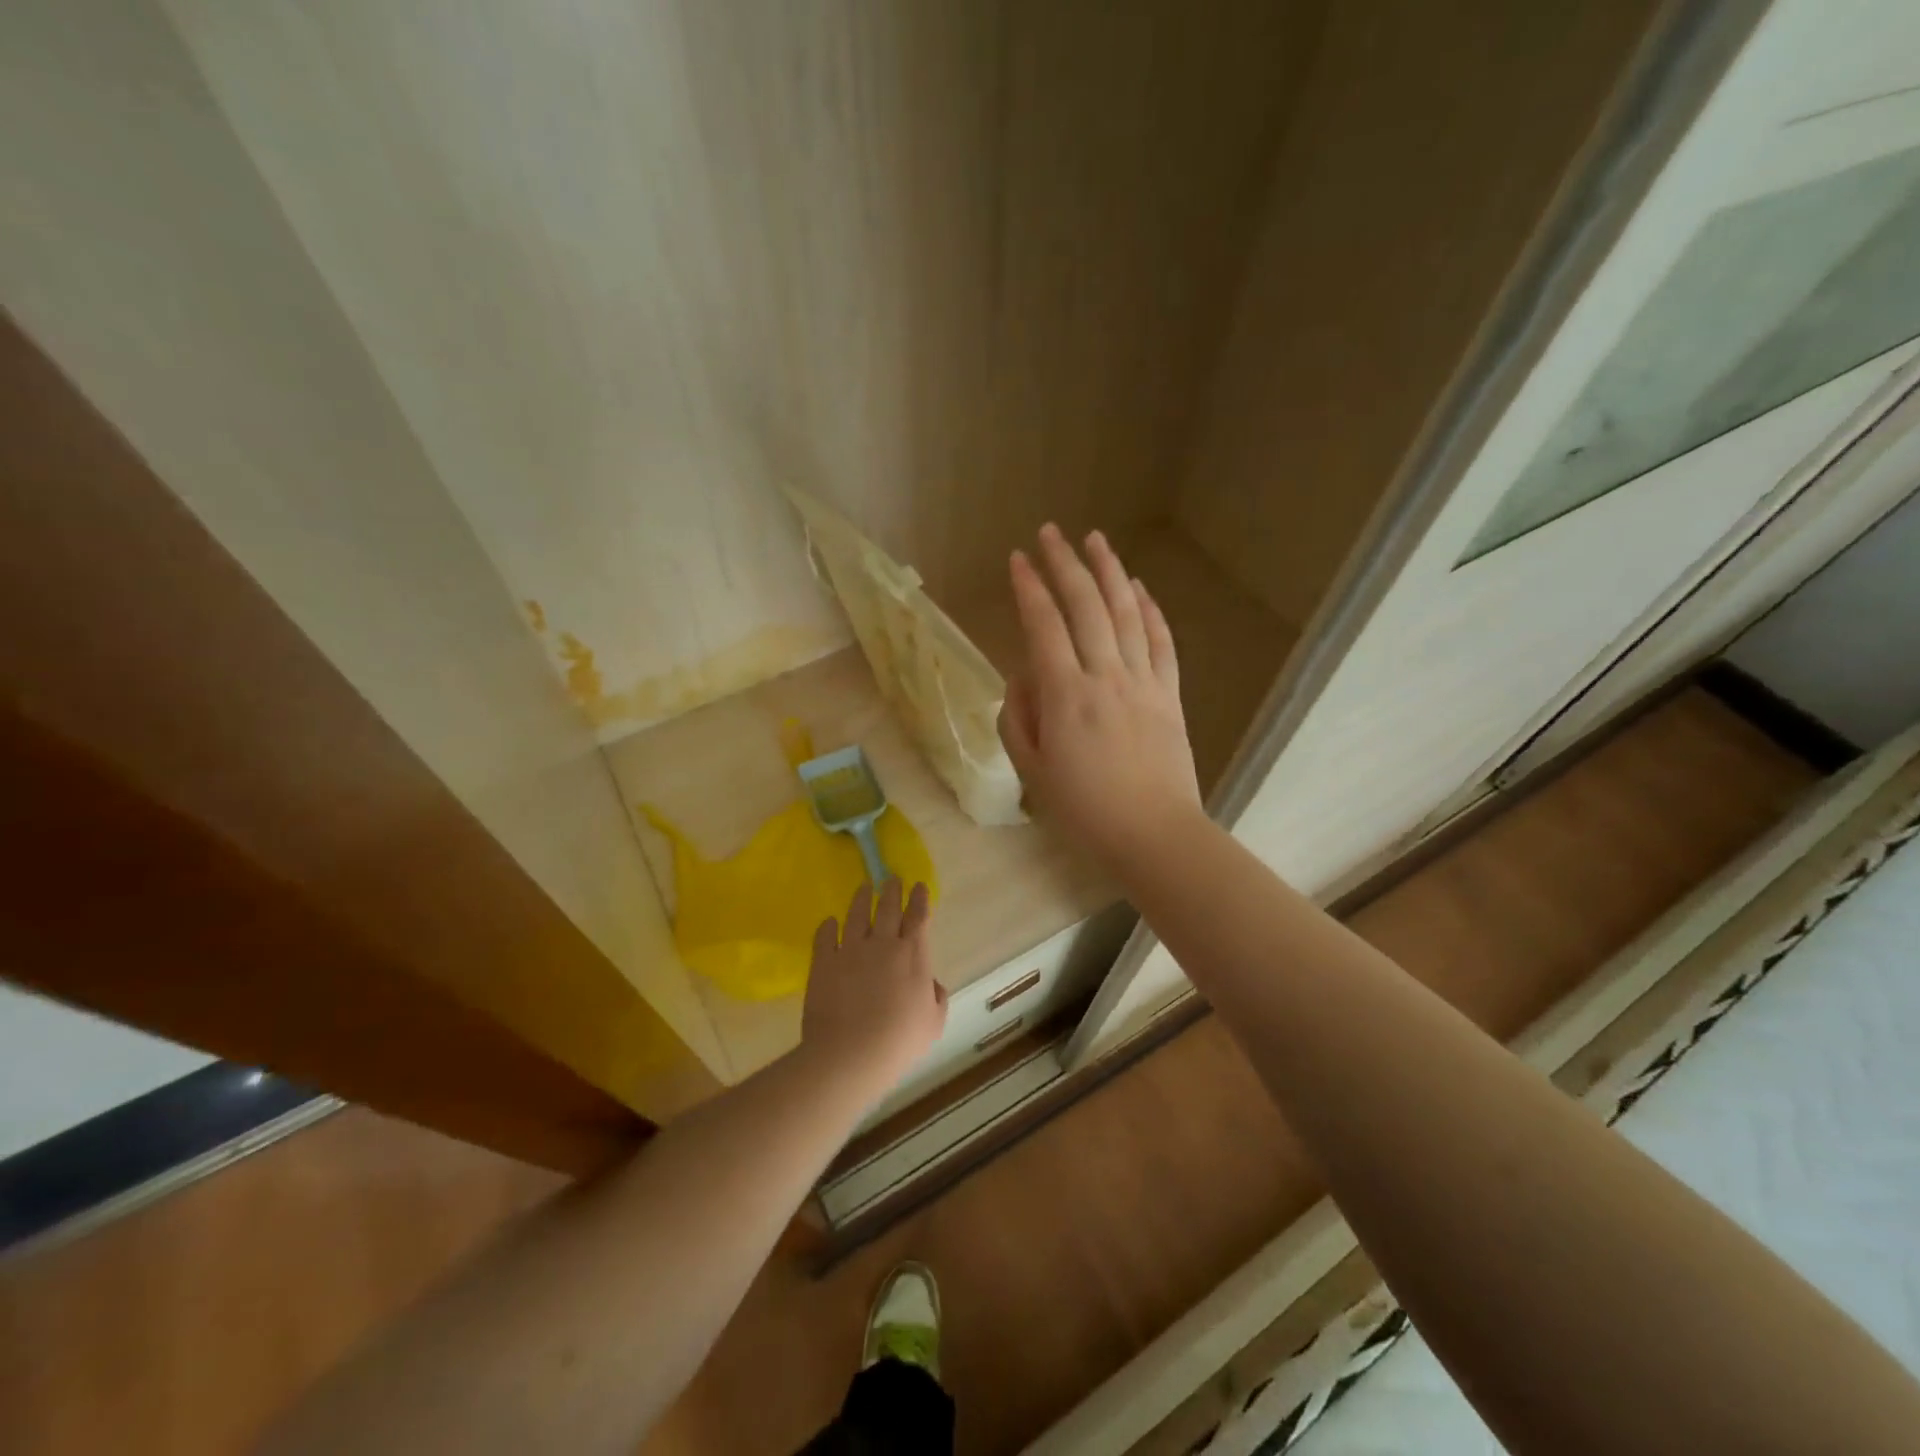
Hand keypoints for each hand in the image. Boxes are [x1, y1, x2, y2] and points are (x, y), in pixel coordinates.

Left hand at [802, 879, 946, 1099]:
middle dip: (892, 890)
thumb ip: (936, 998)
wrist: (850, 1053)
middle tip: (891, 878)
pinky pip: (825, 936)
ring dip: (862, 898)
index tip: (918, 885)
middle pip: (888, 908)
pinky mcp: (823, 961)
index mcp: (913, 955)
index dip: (919, 899)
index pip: (918, 917)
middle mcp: (883, 944)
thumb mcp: (933, 1024)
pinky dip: (828, 926)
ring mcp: (850, 949)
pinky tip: (829, 922)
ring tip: (864, 887)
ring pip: (857, 914)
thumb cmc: (899, 1041)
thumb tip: (931, 983)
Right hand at [998, 524, 1202, 868]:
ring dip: (1110, 572)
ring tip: (1095, 540)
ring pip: (1127, 613)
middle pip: (1086, 606)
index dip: (1029, 587)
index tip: (1017, 559)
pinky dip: (1151, 610)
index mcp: (1066, 695)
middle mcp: (1105, 675)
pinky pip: (1162, 642)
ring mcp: (1143, 682)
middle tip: (1051, 533)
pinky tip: (1139, 588)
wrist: (1153, 835)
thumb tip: (1023, 677)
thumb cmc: (1084, 811)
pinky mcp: (1170, 695)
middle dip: (1065, 564)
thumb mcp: (1031, 770)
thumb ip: (1017, 719)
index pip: (1044, 625)